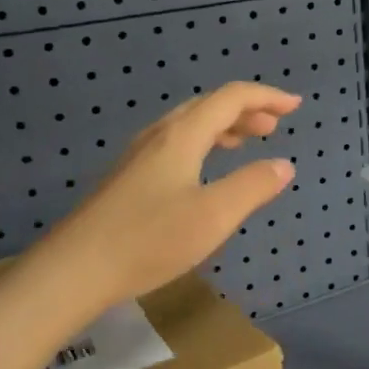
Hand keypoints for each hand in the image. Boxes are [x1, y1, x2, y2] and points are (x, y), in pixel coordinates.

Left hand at [33, 82, 298, 310]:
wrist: (73, 270)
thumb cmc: (149, 239)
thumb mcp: (214, 216)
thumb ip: (253, 186)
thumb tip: (284, 165)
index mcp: (182, 135)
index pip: (231, 98)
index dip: (266, 97)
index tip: (295, 106)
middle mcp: (159, 136)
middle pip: (208, 106)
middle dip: (246, 110)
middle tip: (274, 126)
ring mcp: (139, 156)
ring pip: (189, 124)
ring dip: (223, 126)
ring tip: (246, 143)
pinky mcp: (128, 178)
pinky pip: (176, 143)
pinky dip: (203, 143)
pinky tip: (204, 170)